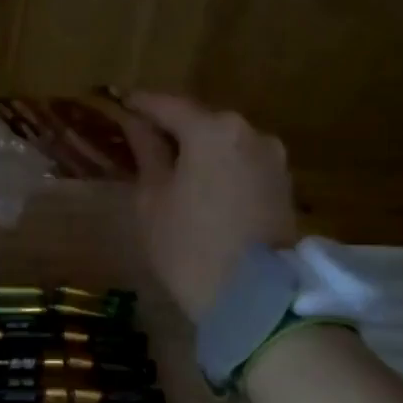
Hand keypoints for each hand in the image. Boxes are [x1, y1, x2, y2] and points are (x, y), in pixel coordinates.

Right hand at [117, 93, 297, 322]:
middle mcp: (248, 132)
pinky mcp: (283, 182)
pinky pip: (241, 162)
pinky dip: (219, 166)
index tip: (119, 104)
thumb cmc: (189, 246)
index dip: (139, 104)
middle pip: (200, 120)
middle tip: (142, 140)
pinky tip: (200, 184)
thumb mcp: (153, 199)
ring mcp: (272, 157)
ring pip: (224, 142)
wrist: (255, 299)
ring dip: (198, 148)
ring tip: (171, 166)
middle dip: (171, 127)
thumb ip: (146, 153)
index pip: (167, 105)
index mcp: (212, 130)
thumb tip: (135, 124)